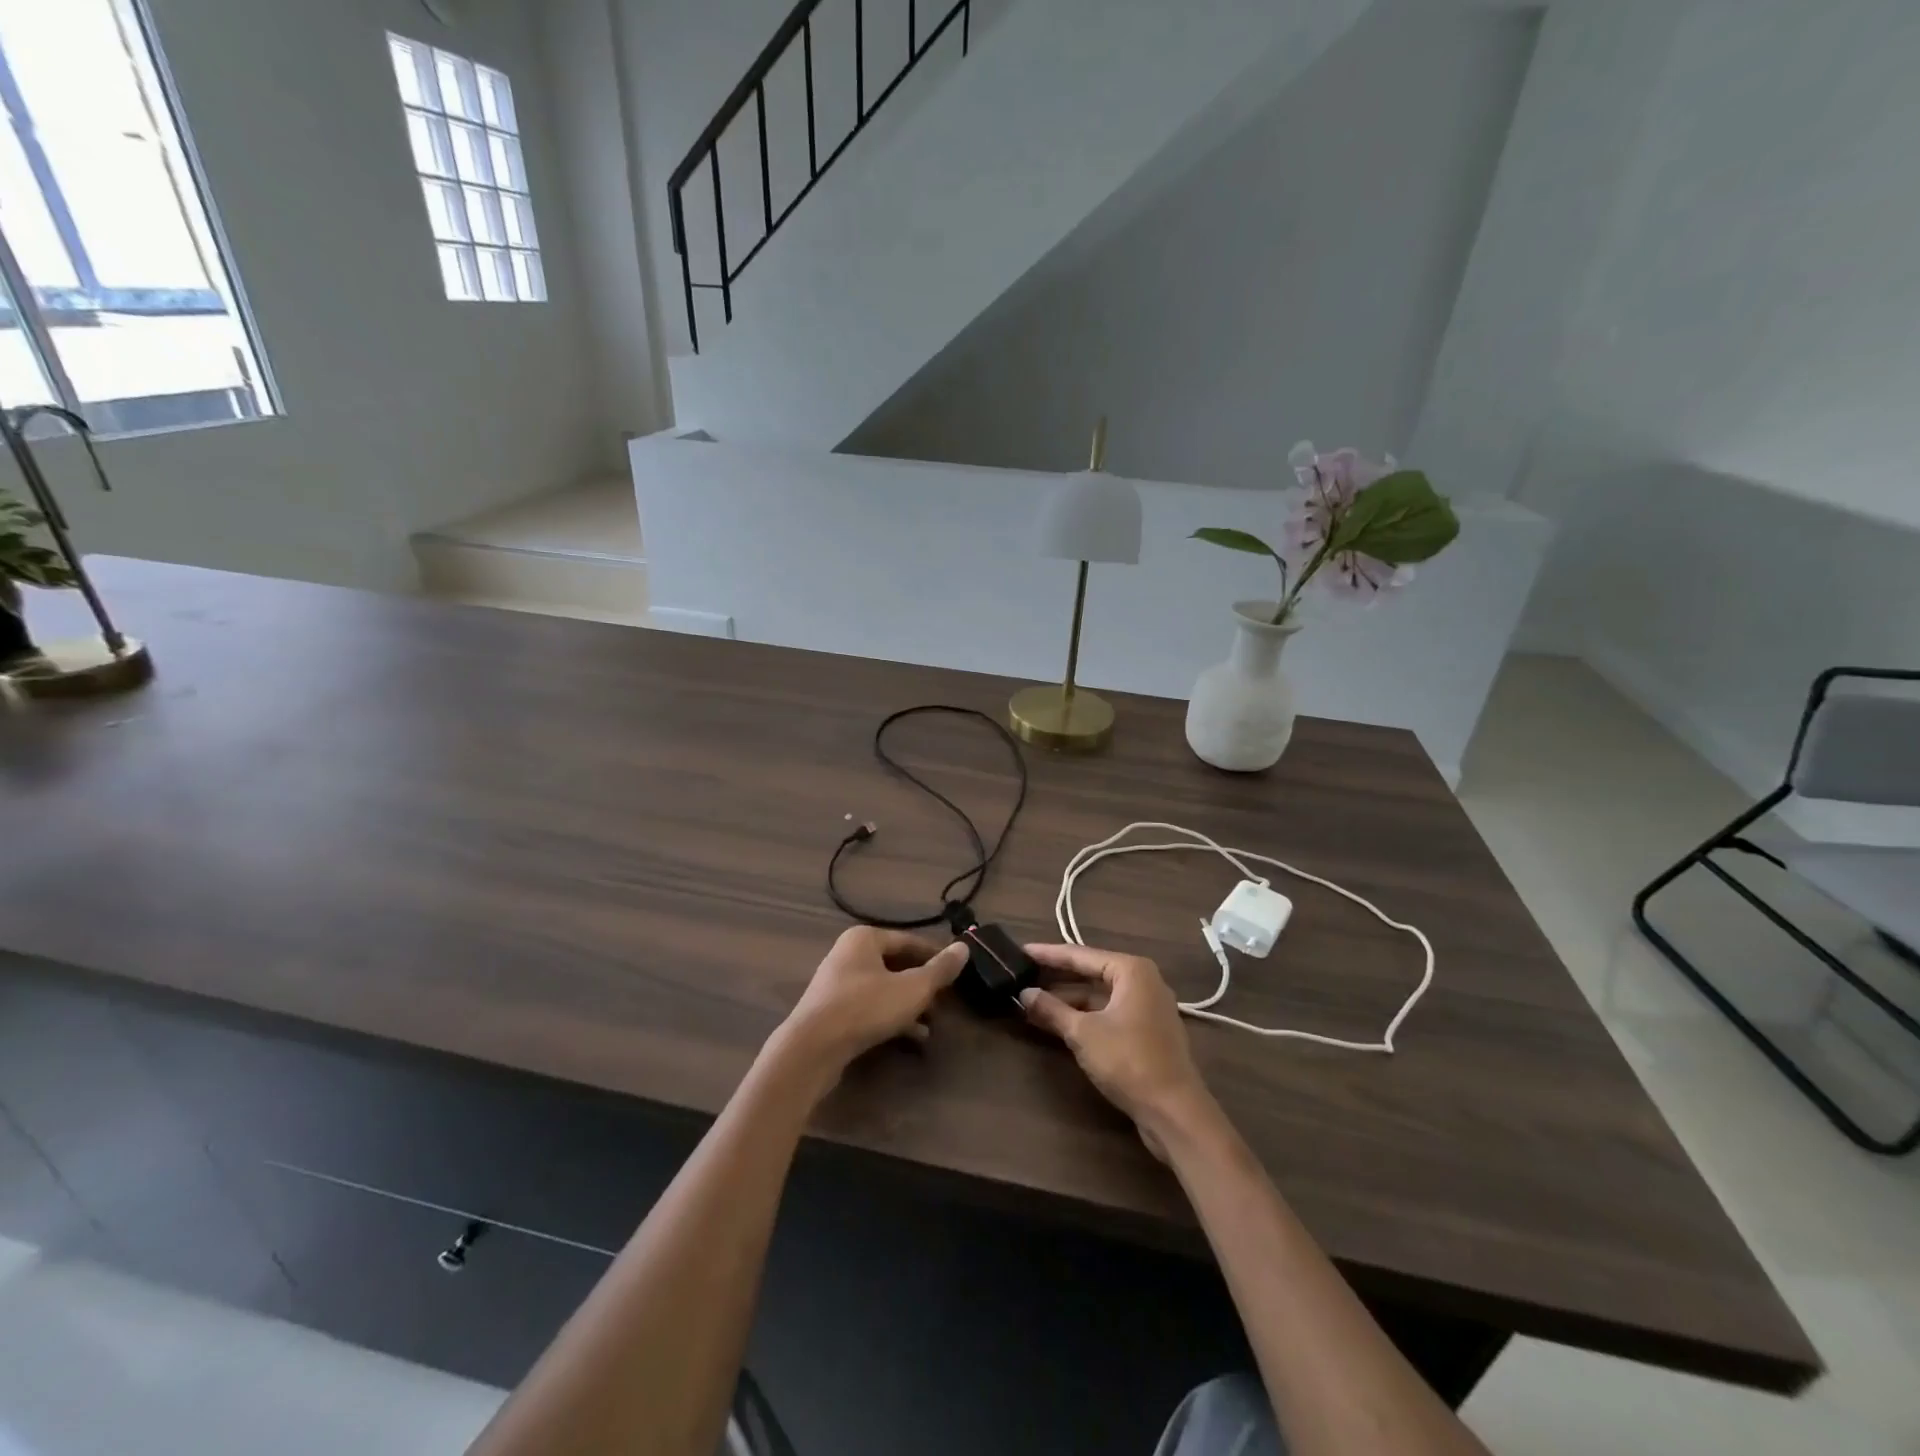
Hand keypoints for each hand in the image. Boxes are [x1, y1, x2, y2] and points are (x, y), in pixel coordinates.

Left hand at [772, 928, 968, 1078]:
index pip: (909, 941)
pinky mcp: (833, 1012)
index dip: (935, 956)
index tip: (956, 973)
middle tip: (946, 1000)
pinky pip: (870, 1007)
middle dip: (922, 984)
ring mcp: (838, 984)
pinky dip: (892, 1017)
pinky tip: (914, 1037)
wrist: (812, 1049)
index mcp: (864, 938)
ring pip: (884, 988)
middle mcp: (848, 954)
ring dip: (910, 1004)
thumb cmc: (865, 1008)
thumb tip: (964, 948)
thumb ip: (939, 970)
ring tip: (934, 1022)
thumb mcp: (912, 989)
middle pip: (896, 964)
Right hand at [1019, 943, 1217, 1159]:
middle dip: (1057, 978)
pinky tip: (1058, 1022)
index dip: (1048, 954)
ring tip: (1032, 1002)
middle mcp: (1143, 982)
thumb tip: (1024, 994)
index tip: (1021, 950)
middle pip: (1091, 973)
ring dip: (1068, 1001)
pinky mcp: (1146, 1032)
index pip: (1080, 955)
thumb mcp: (1083, 1033)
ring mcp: (1147, 1008)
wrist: (1175, 1112)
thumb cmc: (1129, 1060)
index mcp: (1131, 970)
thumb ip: (1052, 1010)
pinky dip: (1084, 1016)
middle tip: (1023, 974)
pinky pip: (1108, 1013)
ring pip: (1099, 996)